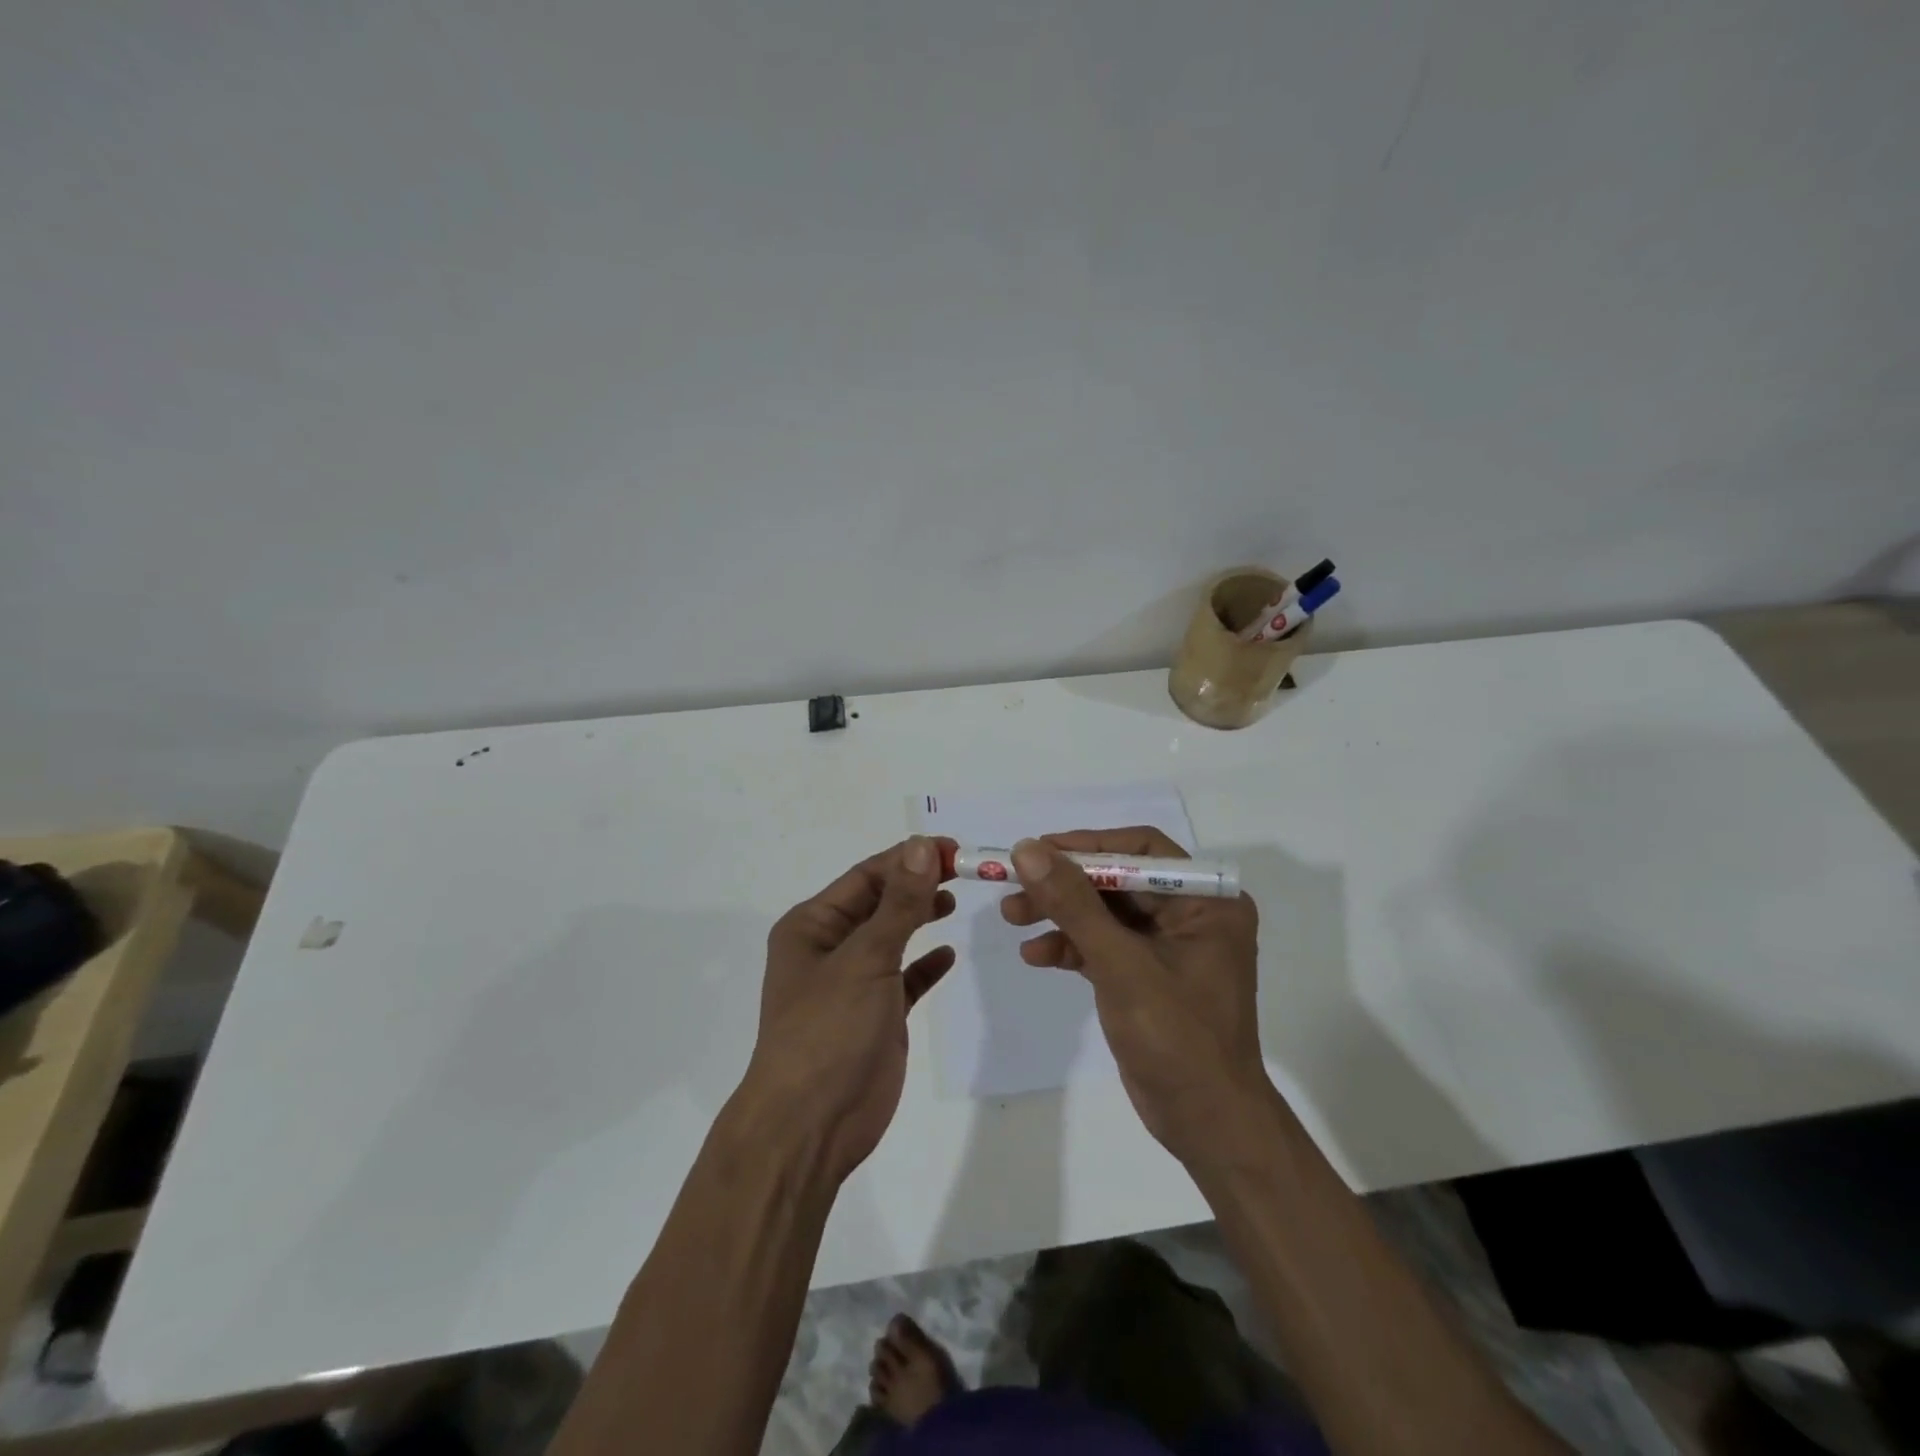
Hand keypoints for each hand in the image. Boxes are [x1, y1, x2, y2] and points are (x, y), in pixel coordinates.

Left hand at [741, 836, 955, 1180]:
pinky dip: (925, 965)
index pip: (866, 876)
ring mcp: (853, 983)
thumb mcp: (865, 959)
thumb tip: (920, 846)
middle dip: (917, 884)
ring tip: (955, 901)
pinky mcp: (875, 1015)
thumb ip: (898, 904)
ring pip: (892, 937)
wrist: (810, 1126)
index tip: (952, 848)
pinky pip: (904, 978)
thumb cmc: (828, 1031)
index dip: (907, 858)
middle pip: (880, 902)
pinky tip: (948, 955)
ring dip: (920, 916)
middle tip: (964, 870)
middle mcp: (829, 948)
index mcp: (813, 926)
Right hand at [1001, 829, 1268, 1166]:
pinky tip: (1035, 956)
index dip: (1087, 845)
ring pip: (1104, 912)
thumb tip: (1028, 850)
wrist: (1207, 1124)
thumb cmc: (1177, 1038)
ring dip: (1060, 914)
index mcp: (1206, 901)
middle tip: (1013, 886)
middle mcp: (1191, 914)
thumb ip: (1073, 904)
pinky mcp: (1146, 974)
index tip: (1037, 850)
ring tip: (1012, 918)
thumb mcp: (1120, 964)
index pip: (1141, 849)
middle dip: (1064, 885)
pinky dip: (1071, 947)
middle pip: (1117, 880)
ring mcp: (1168, 946)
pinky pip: (1104, 945)